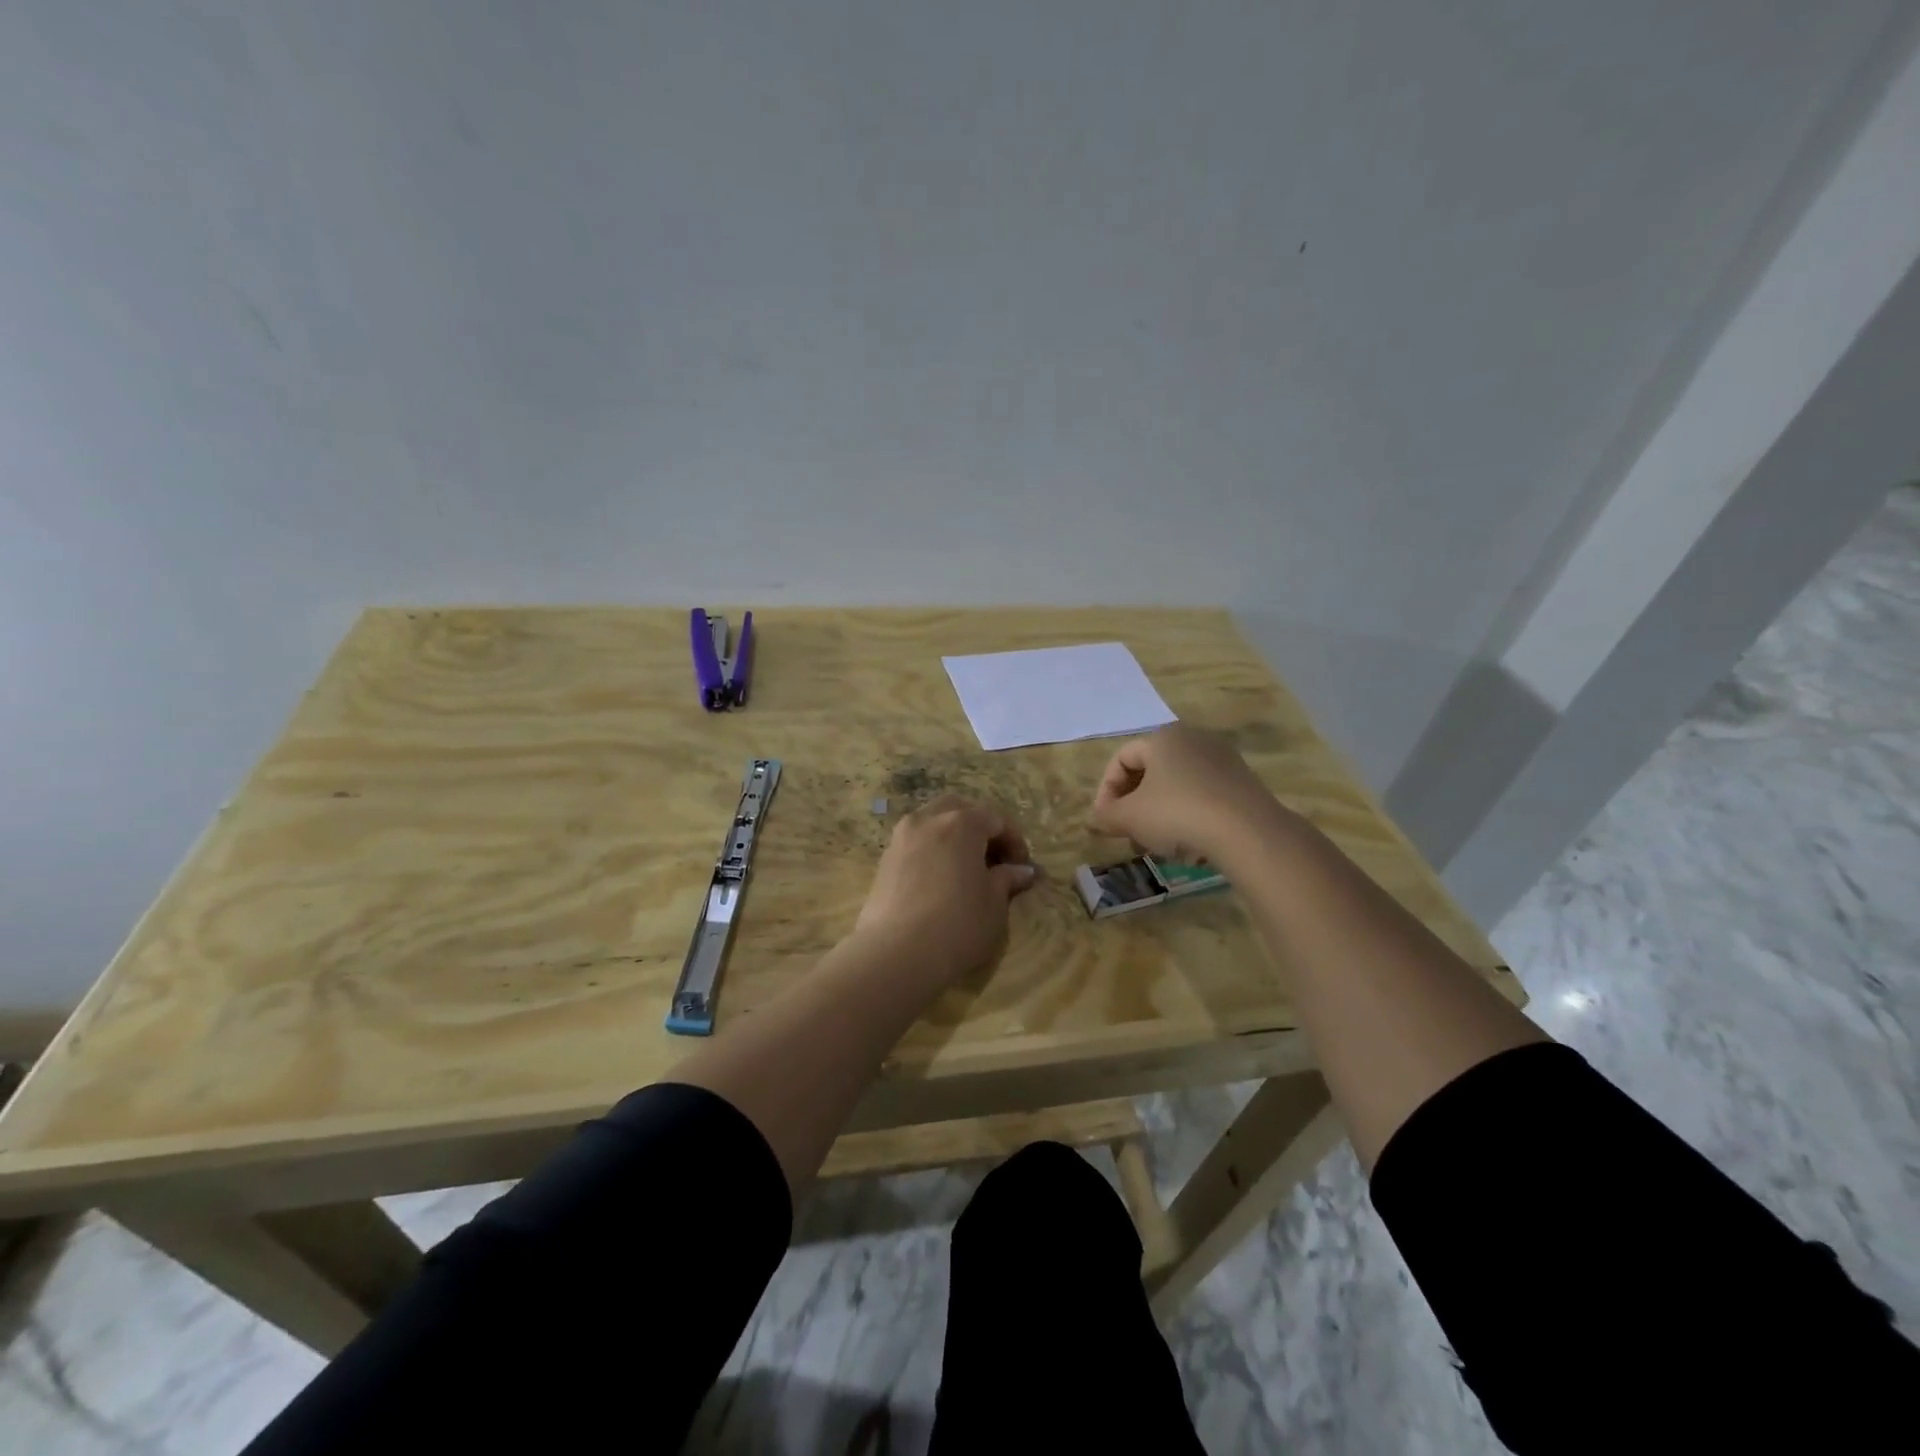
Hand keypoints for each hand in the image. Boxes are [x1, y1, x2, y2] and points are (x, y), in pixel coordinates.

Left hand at [852, 794, 1037, 981]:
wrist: (897, 953)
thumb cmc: (958, 924)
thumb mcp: (995, 904)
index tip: (1022, 866)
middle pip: (959, 809)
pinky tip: (940, 879)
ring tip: (965, 867)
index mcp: (961, 823)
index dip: (1014, 840)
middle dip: (980, 827)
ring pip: (932, 822)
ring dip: (952, 836)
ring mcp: (901, 838)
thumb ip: (1007, 880)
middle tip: (993, 858)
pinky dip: (932, 850)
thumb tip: (1022, 871)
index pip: (995, 818)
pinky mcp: (884, 860)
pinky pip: (915, 842)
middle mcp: (928, 820)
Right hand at [1089, 724, 1292, 863]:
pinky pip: (1203, 796)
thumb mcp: (1130, 817)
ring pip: (1177, 787)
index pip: (1121, 759)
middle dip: (1134, 806)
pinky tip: (1190, 846)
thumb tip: (1096, 818)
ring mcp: (1222, 760)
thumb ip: (1106, 815)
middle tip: (1128, 835)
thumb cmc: (1178, 814)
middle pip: (1150, 772)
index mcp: (1162, 737)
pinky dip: (1189, 817)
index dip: (1106, 790)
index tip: (1105, 820)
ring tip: (1158, 846)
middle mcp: (1193, 739)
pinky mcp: (1243, 782)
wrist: (1249, 832)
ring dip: (1160, 815)